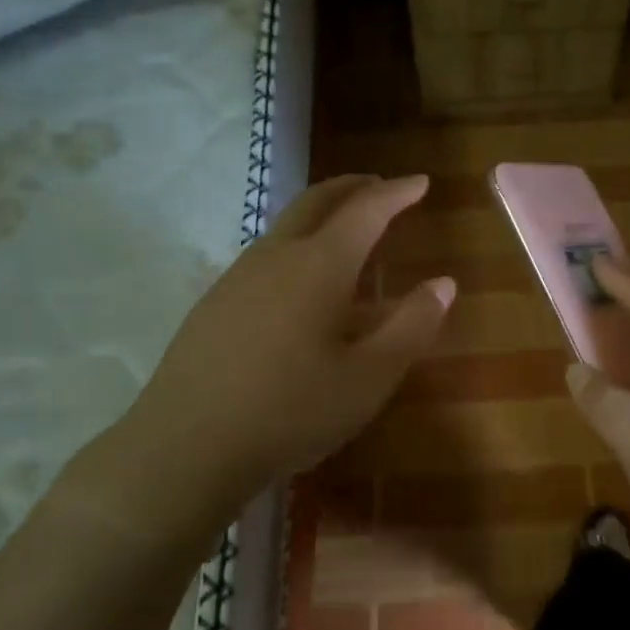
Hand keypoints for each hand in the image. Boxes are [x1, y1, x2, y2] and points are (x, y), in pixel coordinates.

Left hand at [70, 175, 452, 538]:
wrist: (186, 446)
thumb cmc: (291, 411)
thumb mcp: (369, 377)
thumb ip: (412, 326)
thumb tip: (443, 284)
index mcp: (319, 266)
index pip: (366, 211)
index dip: (397, 193)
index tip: (420, 182)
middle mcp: (276, 257)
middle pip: (316, 201)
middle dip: (352, 188)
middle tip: (379, 186)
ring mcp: (237, 277)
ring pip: (285, 227)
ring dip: (321, 216)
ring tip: (346, 234)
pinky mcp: (214, 304)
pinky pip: (266, 257)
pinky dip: (297, 248)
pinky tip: (301, 288)